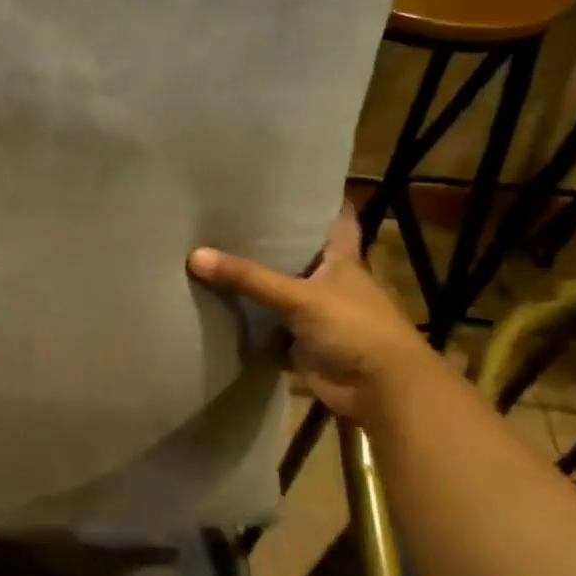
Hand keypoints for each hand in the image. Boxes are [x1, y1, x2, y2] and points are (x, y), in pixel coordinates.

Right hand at [187, 207, 437, 421]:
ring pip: (281, 296)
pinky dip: (251, 327)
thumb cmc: (354, 328)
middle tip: (229, 221)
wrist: (380, 390)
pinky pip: (270, 332)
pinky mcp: (304, 347)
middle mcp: (330, 284)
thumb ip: (249, 278)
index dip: (319, 204)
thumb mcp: (300, 297)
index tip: (289, 186)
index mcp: (342, 261)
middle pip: (299, 258)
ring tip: (214, 260)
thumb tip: (195, 255)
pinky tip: (219, 312)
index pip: (336, 222)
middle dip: (271, 244)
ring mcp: (317, 317)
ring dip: (257, 287)